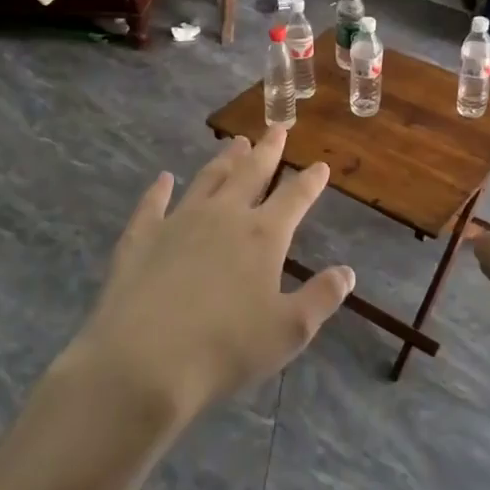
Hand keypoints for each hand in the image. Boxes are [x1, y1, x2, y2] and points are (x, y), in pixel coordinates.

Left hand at [64, 130, 354, 422]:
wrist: (144, 361)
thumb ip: (321, 297)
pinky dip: (159, 189)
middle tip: (277, 128)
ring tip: (236, 142)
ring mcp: (179, 221)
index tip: (321, 165)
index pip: (294, 197)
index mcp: (262, 236)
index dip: (310, 181)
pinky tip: (163, 178)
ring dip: (225, 159)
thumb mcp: (289, 331)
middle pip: (251, 173)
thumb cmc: (226, 349)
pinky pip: (153, 203)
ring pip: (208, 179)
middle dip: (268, 150)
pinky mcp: (142, 236)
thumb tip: (348, 272)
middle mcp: (223, 216)